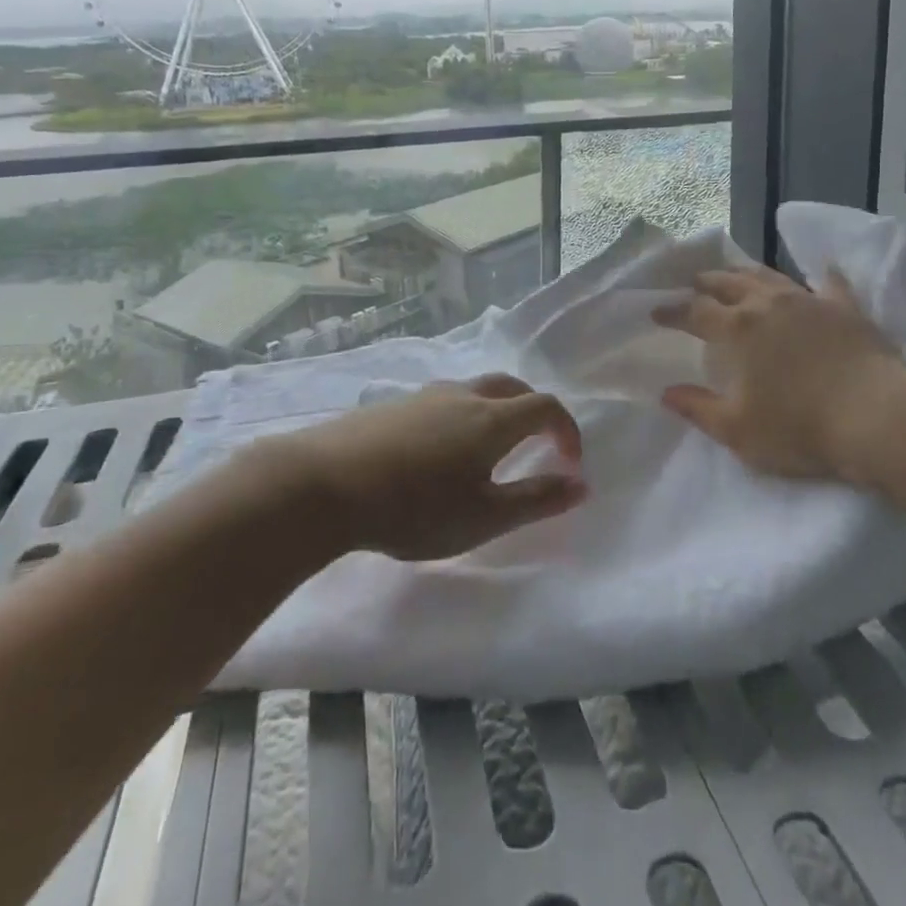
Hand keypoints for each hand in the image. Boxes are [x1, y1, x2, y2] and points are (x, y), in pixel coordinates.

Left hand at [270, 374, 586, 561]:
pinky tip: (439, 451)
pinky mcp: (393, 404)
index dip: (566, 430)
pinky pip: (443, 400)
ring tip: (488, 451)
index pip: (545, 407)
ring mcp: (424, 395)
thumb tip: (581, 484)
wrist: (324, 483)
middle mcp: (463, 395)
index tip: (569, 463)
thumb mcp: (482, 517)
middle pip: (512, 388)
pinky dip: (462, 415)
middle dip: (534, 412)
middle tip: (537, 446)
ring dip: (496, 411)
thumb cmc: (413, 507)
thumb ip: (536, 500)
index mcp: (492, 419)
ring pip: (475, 390)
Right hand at [652, 265, 905, 501]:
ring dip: (747, 272)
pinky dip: (820, 275)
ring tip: (735, 272)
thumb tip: (666, 393)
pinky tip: (821, 270)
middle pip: (729, 283)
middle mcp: (768, 304)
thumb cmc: (800, 427)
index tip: (657, 311)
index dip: (673, 310)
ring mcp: (809, 301)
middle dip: (707, 282)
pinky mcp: (845, 308)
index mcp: (738, 330)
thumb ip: (698, 408)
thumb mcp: (737, 430)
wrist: (876, 416)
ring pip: (769, 276)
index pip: (695, 311)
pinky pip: (829, 283)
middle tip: (694, 283)